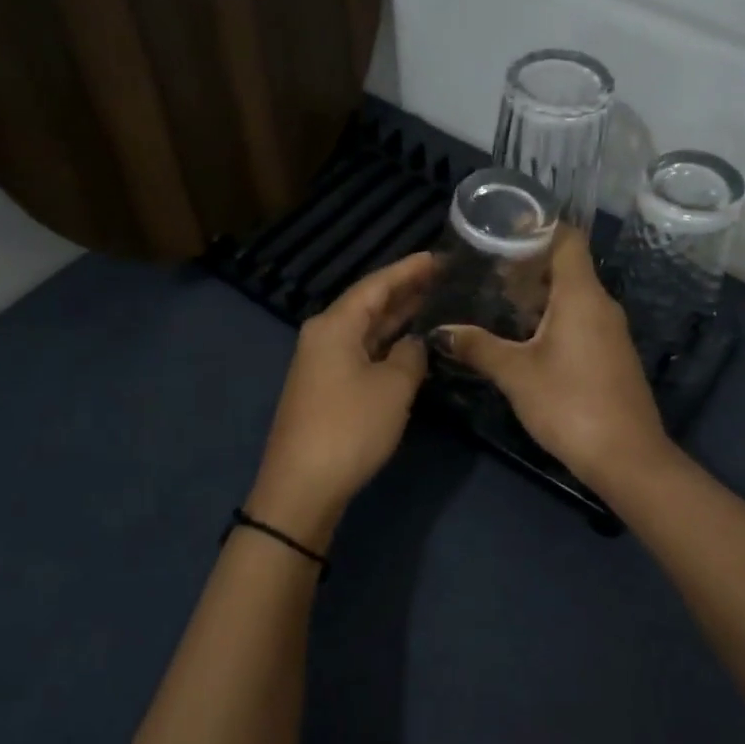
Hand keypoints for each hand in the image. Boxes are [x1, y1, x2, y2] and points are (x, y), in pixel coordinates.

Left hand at [247, 253, 435, 549]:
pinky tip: (408, 345)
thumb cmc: (350, 428)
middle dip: (404, 291)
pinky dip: (386, 345)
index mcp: (334, 325)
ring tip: (432, 303)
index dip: (408, 270)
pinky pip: (360, 353)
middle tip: (442, 278)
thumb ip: (410, 356)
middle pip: (368, 304)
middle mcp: (323, 336)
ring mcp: (321, 364)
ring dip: (396, 319)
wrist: (302, 486)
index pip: (376, 285)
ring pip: (365, 330)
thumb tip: (414, 344)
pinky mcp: (325, 389)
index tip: (437, 257)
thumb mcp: (393, 387)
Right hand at [435, 228, 672, 493]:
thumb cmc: (570, 404)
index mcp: (581, 295)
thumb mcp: (516, 374)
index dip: (537, 228)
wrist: (627, 457)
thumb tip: (440, 331)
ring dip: (537, 294)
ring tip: (497, 301)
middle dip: (527, 264)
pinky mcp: (610, 355)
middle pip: (566, 266)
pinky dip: (551, 317)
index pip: (567, 239)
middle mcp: (601, 304)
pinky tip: (522, 337)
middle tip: (486, 269)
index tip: (502, 230)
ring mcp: (609, 331)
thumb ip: (478, 347)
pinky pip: (579, 319)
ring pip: (572, 296)